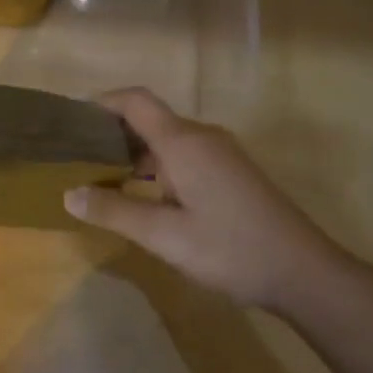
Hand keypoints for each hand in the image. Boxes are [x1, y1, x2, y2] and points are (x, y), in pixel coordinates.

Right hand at [62, 88, 369, 310]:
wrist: (303, 271)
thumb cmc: (230, 249)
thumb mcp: (164, 236)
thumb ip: (115, 211)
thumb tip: (69, 194)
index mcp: (184, 143)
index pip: (136, 101)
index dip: (102, 102)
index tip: (71, 120)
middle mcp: (202, 138)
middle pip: (150, 119)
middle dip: (113, 133)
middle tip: (77, 157)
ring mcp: (221, 154)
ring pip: (168, 140)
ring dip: (135, 153)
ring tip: (102, 178)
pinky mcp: (231, 173)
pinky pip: (185, 156)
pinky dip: (157, 166)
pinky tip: (144, 195)